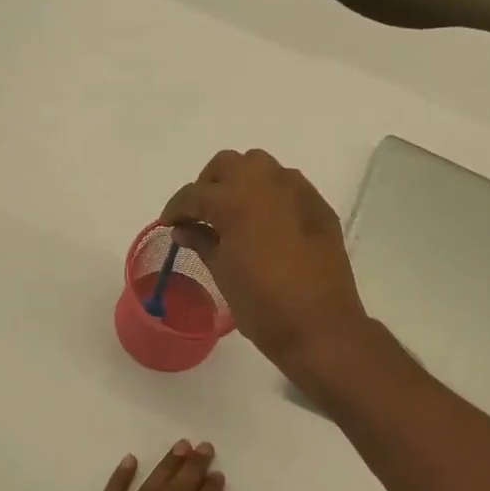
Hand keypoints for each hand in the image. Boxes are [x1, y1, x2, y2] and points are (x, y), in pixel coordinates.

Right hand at [162, 150, 370, 378]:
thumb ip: (201, 241)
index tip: (170, 224)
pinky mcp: (318, 206)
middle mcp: (267, 183)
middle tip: (201, 214)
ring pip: (261, 167)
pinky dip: (269, 195)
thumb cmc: (262, 304)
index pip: (195, 194)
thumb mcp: (222, 272)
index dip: (176, 208)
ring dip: (241, 183)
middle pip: (228, 165)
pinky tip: (265, 224)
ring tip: (234, 214)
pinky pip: (287, 186)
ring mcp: (297, 191)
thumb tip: (184, 229)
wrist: (319, 325)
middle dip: (209, 185)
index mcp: (236, 200)